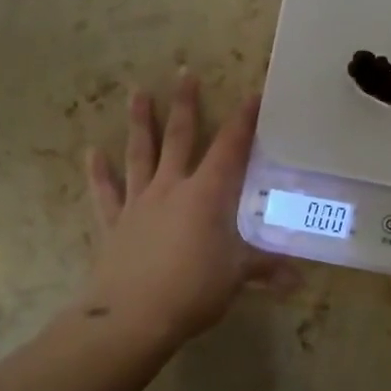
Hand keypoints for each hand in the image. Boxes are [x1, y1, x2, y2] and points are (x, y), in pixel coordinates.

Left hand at [84, 71, 297, 342]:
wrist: (131, 318)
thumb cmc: (192, 290)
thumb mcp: (236, 277)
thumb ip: (265, 269)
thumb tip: (299, 280)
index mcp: (206, 195)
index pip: (230, 148)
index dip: (243, 121)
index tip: (252, 94)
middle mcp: (171, 188)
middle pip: (180, 138)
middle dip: (185, 105)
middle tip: (184, 73)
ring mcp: (139, 203)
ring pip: (141, 154)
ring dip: (140, 123)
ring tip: (137, 93)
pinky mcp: (114, 223)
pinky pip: (106, 193)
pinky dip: (99, 173)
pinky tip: (92, 153)